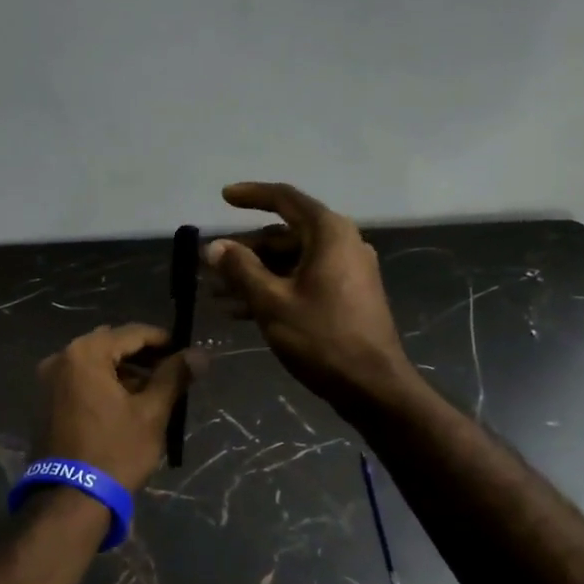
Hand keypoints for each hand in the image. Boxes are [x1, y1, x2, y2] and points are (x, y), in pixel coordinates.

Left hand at [32, 324, 196, 492]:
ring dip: (124, 371)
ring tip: (154, 390)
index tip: (186, 351)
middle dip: (143, 356)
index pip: (132, 333)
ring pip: (95, 364)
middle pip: (111, 345)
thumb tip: (200, 353)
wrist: (71, 500)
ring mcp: (48, 381)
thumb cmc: (115, 451)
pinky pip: (81, 381)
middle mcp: (60, 358)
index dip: (163, 340)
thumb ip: (174, 376)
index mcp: (84, 353)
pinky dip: (104, 384)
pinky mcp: (45, 402)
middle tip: (173, 371)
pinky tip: (127, 402)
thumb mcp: (151, 413)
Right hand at [206, 182, 417, 417]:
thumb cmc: (322, 337)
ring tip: (216, 293)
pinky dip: (273, 288)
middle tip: (210, 264)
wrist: (373, 387)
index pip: (284, 198)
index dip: (251, 195)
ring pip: (290, 261)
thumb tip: (214, 246)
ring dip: (253, 274)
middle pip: (284, 234)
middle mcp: (341, 243)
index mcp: (328, 233)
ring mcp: (346, 271)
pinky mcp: (345, 296)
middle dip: (244, 250)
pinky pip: (302, 280)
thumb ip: (240, 269)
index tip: (223, 198)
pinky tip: (240, 311)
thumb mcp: (272, 302)